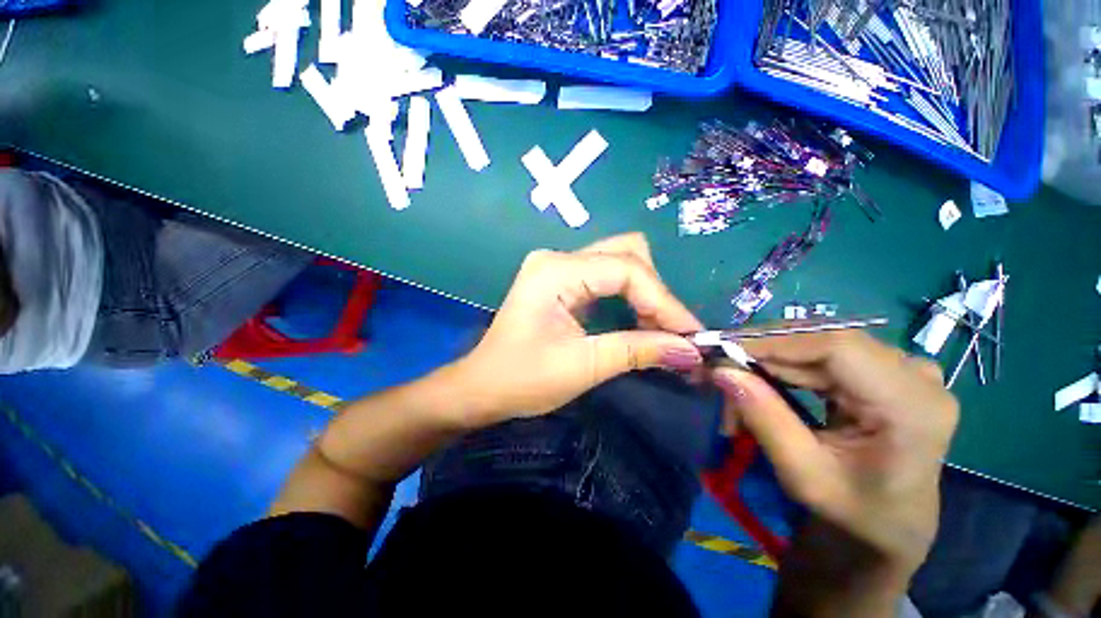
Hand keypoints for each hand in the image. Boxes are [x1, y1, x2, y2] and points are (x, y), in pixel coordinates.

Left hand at [453, 233, 703, 423]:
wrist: (481, 387)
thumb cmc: (522, 379)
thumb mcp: (584, 366)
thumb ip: (638, 350)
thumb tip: (690, 351)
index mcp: (556, 271)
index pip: (627, 270)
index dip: (665, 301)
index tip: (691, 336)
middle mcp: (557, 258)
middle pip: (626, 254)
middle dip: (656, 292)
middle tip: (673, 332)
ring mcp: (557, 266)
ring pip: (619, 262)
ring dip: (646, 293)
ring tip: (662, 329)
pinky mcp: (560, 280)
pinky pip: (606, 277)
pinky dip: (629, 296)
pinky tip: (639, 320)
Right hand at [712, 330, 957, 574]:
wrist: (889, 526)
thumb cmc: (853, 512)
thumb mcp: (802, 474)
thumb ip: (764, 418)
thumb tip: (721, 370)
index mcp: (912, 407)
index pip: (837, 347)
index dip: (776, 342)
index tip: (725, 352)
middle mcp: (915, 377)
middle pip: (824, 343)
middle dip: (765, 357)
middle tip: (723, 376)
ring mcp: (904, 371)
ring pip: (817, 346)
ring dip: (771, 365)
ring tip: (741, 391)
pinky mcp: (886, 372)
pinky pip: (823, 355)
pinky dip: (786, 368)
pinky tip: (766, 387)